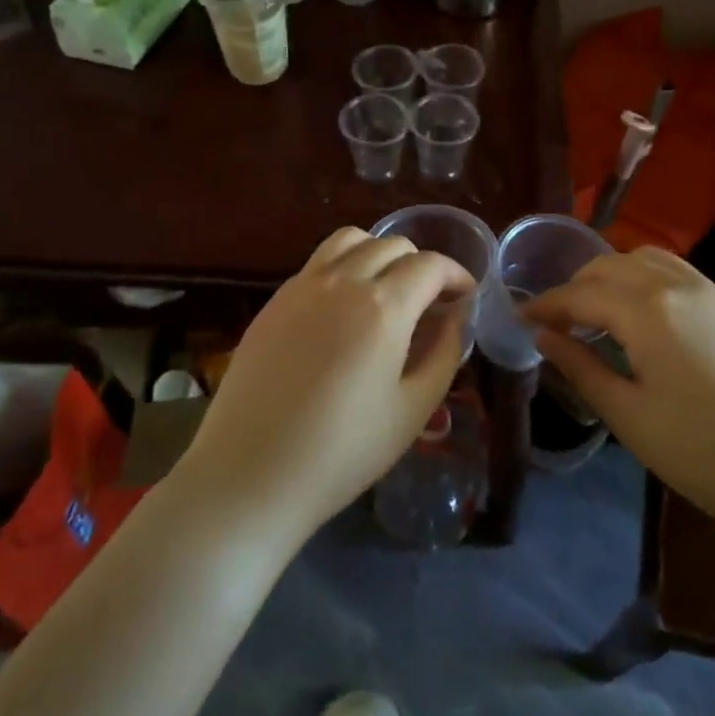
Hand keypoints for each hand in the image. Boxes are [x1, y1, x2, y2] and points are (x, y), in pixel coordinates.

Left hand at [175, 228, 473, 547]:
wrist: (249, 474)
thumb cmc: (342, 452)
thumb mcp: (413, 409)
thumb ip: (444, 353)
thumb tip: (456, 318)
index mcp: (383, 307)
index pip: (430, 265)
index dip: (456, 276)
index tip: (465, 297)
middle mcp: (342, 281)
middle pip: (393, 245)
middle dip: (421, 266)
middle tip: (430, 303)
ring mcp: (302, 286)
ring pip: (351, 240)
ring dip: (379, 254)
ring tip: (387, 291)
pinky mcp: (274, 301)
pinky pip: (318, 263)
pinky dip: (344, 267)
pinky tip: (344, 310)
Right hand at [523, 248, 714, 537]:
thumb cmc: (704, 454)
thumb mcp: (630, 417)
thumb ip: (581, 368)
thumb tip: (543, 335)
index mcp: (649, 311)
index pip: (581, 295)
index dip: (546, 305)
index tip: (521, 318)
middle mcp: (679, 285)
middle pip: (611, 266)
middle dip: (576, 287)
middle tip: (556, 321)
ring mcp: (713, 291)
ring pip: (646, 260)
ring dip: (612, 276)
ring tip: (597, 312)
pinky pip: (677, 272)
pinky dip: (646, 279)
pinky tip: (644, 315)